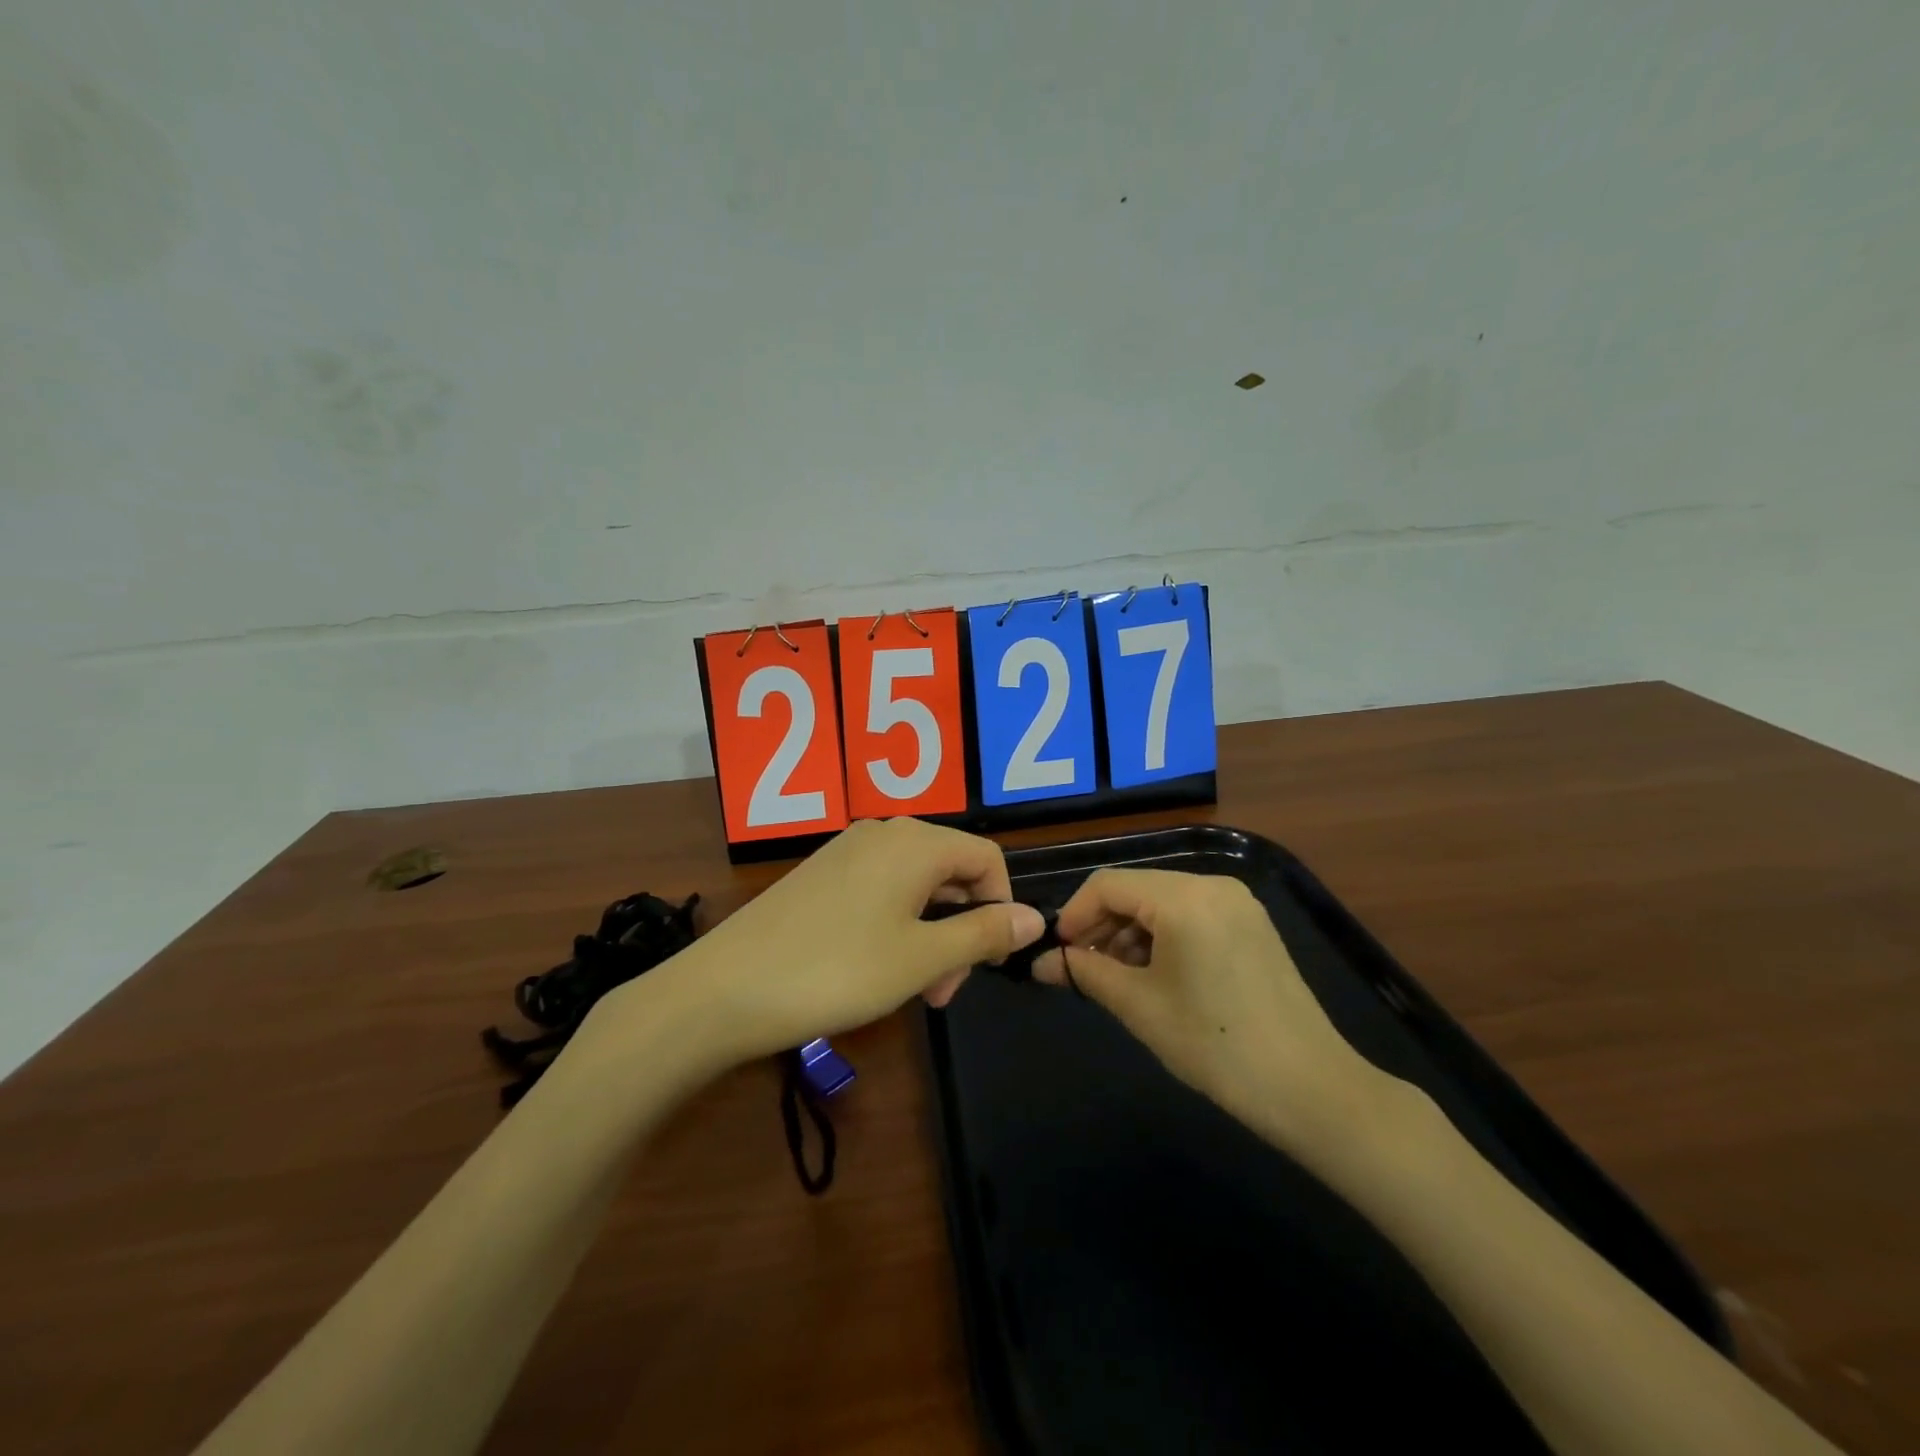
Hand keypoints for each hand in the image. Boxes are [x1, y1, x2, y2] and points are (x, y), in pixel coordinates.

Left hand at [657, 818, 1045, 1066]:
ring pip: (915, 886)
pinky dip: (896, 926)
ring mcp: (847, 851)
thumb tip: (1036, 917)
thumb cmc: (837, 971)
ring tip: (915, 990)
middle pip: (951, 871)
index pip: (986, 859)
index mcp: (915, 842)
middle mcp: (883, 832)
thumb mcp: (922, 958)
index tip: (989, 962)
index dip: (1002, 907)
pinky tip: (877, 969)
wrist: (724, 990)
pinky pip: (880, 890)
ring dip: (930, 934)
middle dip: (962, 929)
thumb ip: (983, 933)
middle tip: (944, 991)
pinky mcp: (821, 874)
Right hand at [1032, 868, 1391, 1167]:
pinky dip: (1162, 937)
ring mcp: (1238, 903)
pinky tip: (1155, 976)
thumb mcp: (1139, 1007)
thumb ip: (1086, 973)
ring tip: (1117, 978)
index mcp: (1184, 897)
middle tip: (1082, 968)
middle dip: (1102, 925)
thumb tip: (1043, 963)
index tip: (1058, 953)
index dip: (1074, 915)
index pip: (1107, 884)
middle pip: (1136, 889)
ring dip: (1130, 933)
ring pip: (1163, 902)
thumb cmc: (1215, 1044)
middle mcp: (1212, 885)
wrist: (1311, 1089)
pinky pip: (1191, 915)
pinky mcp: (1252, 925)